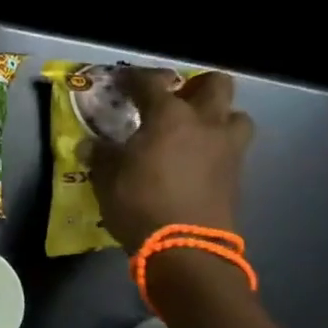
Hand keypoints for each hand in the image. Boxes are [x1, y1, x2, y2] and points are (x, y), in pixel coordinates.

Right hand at [89, 68, 254, 251]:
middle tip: (176, 99)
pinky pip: (232, 149)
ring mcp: (227, 149)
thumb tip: (91, 145)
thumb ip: (101, 156)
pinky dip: (217, 148)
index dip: (134, 78)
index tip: (123, 81)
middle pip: (216, 84)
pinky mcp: (237, 177)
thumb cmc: (140, 204)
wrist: (186, 250)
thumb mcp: (107, 179)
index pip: (151, 82)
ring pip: (236, 116)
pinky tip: (197, 161)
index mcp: (169, 116)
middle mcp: (205, 123)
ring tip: (196, 131)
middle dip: (197, 86)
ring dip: (219, 118)